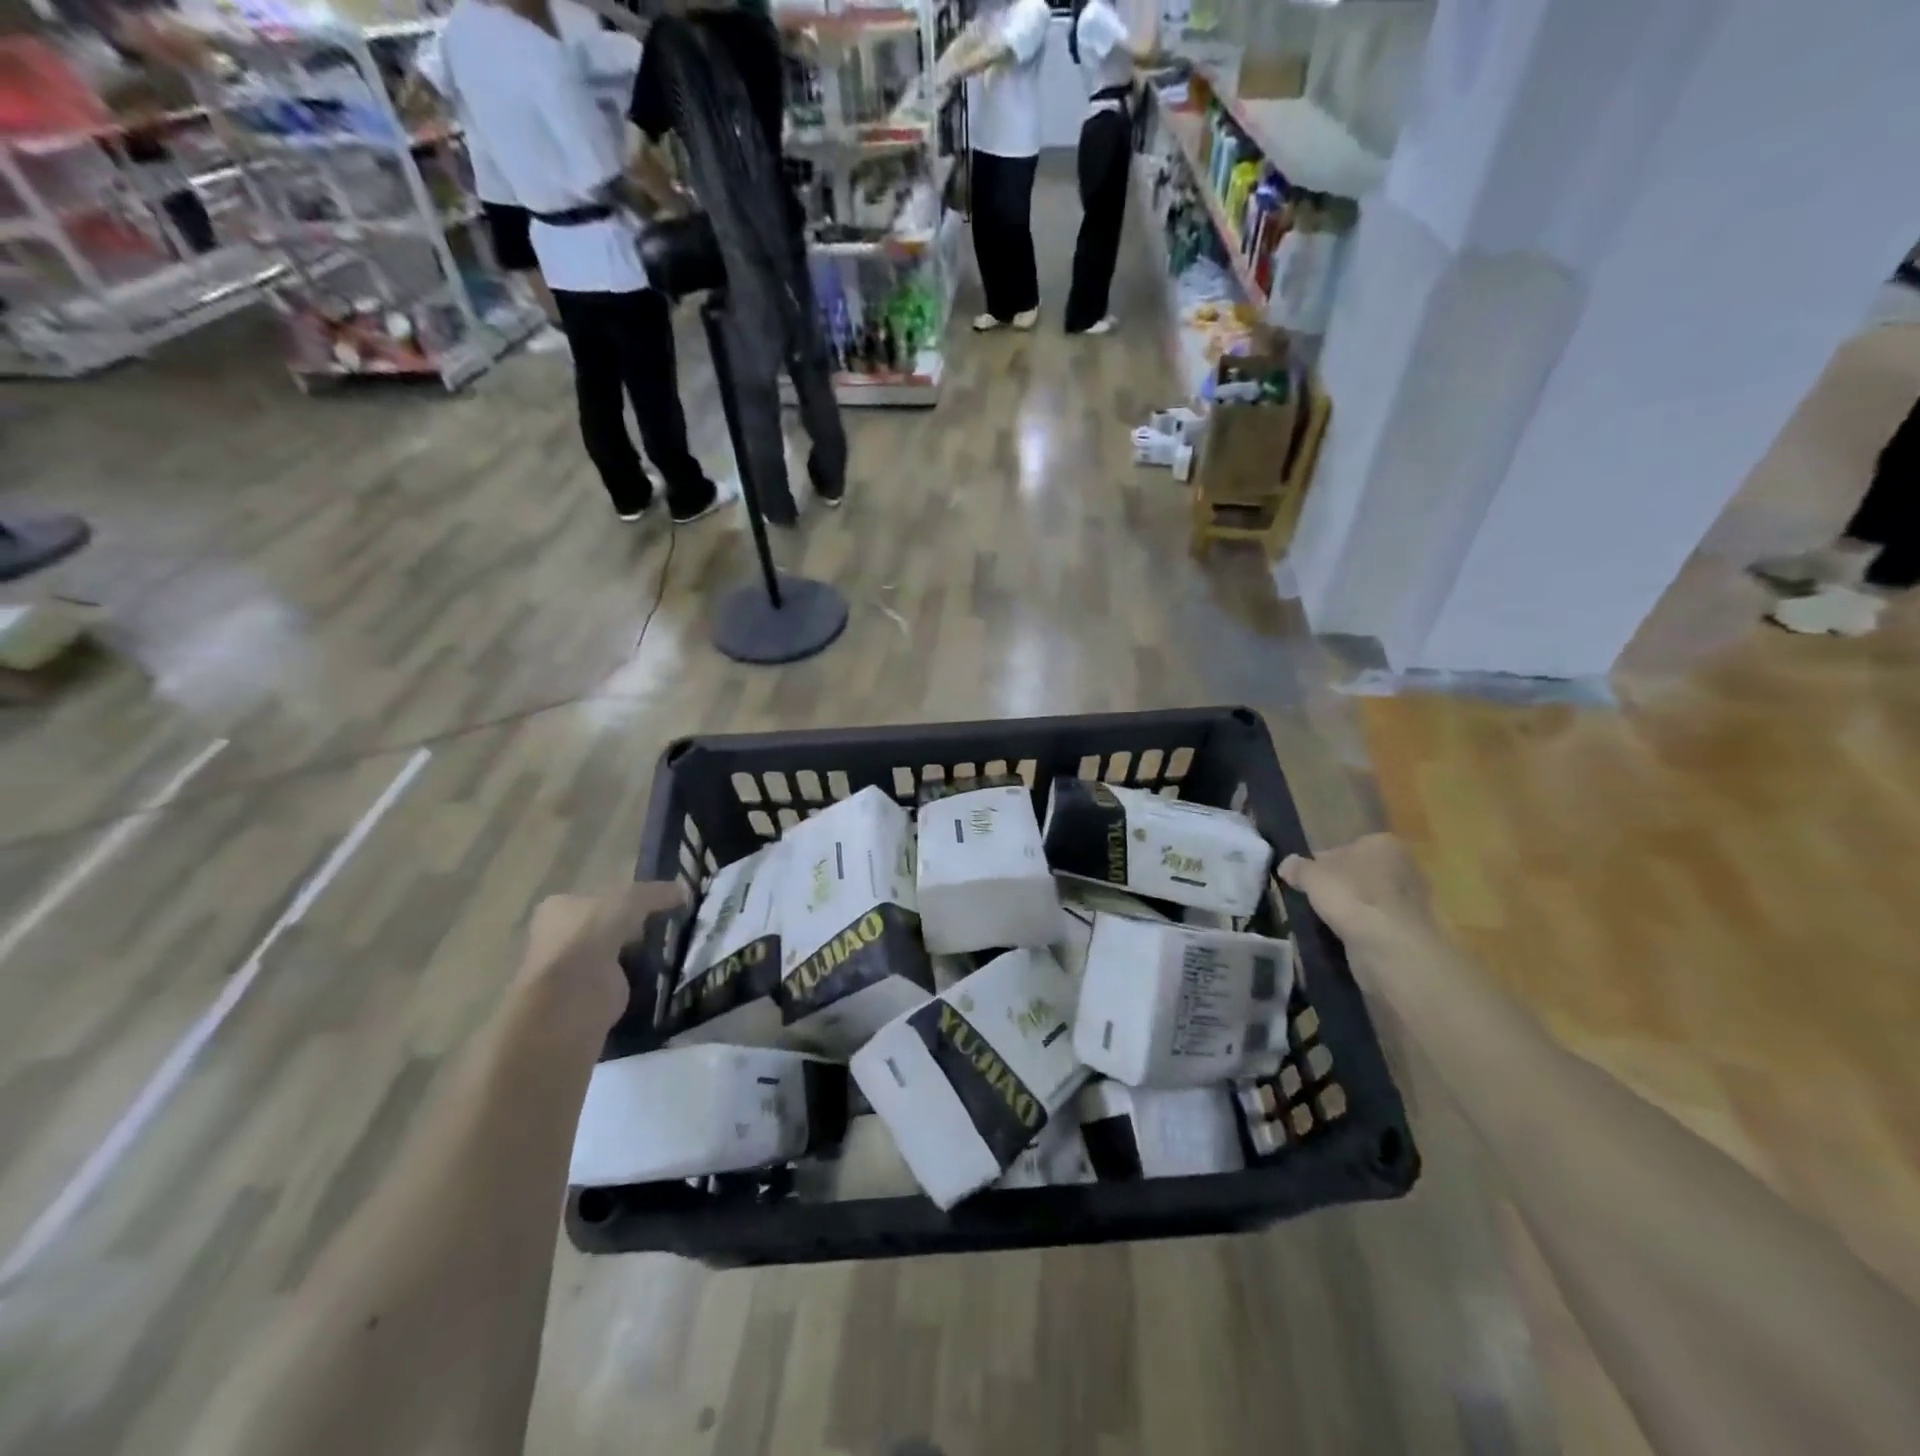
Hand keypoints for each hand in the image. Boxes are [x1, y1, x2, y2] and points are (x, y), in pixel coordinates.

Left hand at [521, 881, 686, 1030]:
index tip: (659, 905)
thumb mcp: (630, 901)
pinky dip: (637, 980)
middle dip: (635, 929)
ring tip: (672, 950)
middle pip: (607, 926)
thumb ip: (656, 893)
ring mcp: (569, 970)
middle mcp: (558, 937)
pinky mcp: (586, 999)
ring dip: (637, 956)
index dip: (629, 900)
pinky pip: (620, 981)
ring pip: (614, 955)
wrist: (570, 1000)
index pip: (600, 897)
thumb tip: (683, 890)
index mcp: (559, 907)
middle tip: (668, 928)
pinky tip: (661, 975)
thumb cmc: (590, 937)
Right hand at [1279, 834, 1441, 976]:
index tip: (1305, 881)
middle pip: (1357, 873)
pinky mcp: (1411, 928)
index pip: (1343, 848)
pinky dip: (1362, 928)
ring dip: (1349, 909)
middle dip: (1338, 886)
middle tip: (1313, 901)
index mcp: (1382, 843)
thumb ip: (1297, 867)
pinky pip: (1377, 922)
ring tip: (1326, 922)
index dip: (1320, 864)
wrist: (1390, 947)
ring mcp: (1411, 899)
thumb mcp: (1311, 875)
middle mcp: (1403, 865)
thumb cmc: (1351, 897)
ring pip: (1367, 899)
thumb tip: (1287, 865)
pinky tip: (1345, 937)